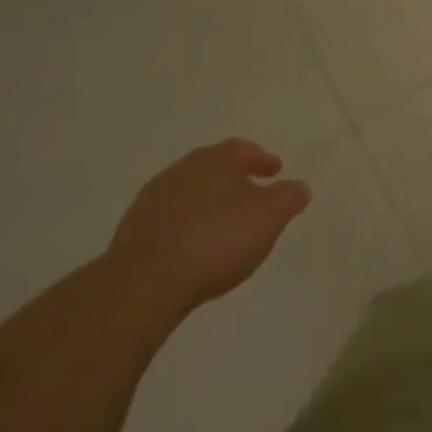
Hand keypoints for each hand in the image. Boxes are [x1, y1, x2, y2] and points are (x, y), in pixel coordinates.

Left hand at [106, 140, 310, 317]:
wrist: (145, 282)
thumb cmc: (217, 240)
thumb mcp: (271, 216)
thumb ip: (290, 197)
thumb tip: (299, 187)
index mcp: (216, 159)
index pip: (244, 149)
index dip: (262, 159)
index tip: (275, 171)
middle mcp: (183, 169)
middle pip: (214, 167)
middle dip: (234, 178)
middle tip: (251, 194)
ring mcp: (153, 198)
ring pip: (190, 191)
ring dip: (207, 202)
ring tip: (222, 224)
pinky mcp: (132, 229)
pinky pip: (169, 218)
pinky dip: (185, 224)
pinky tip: (192, 246)